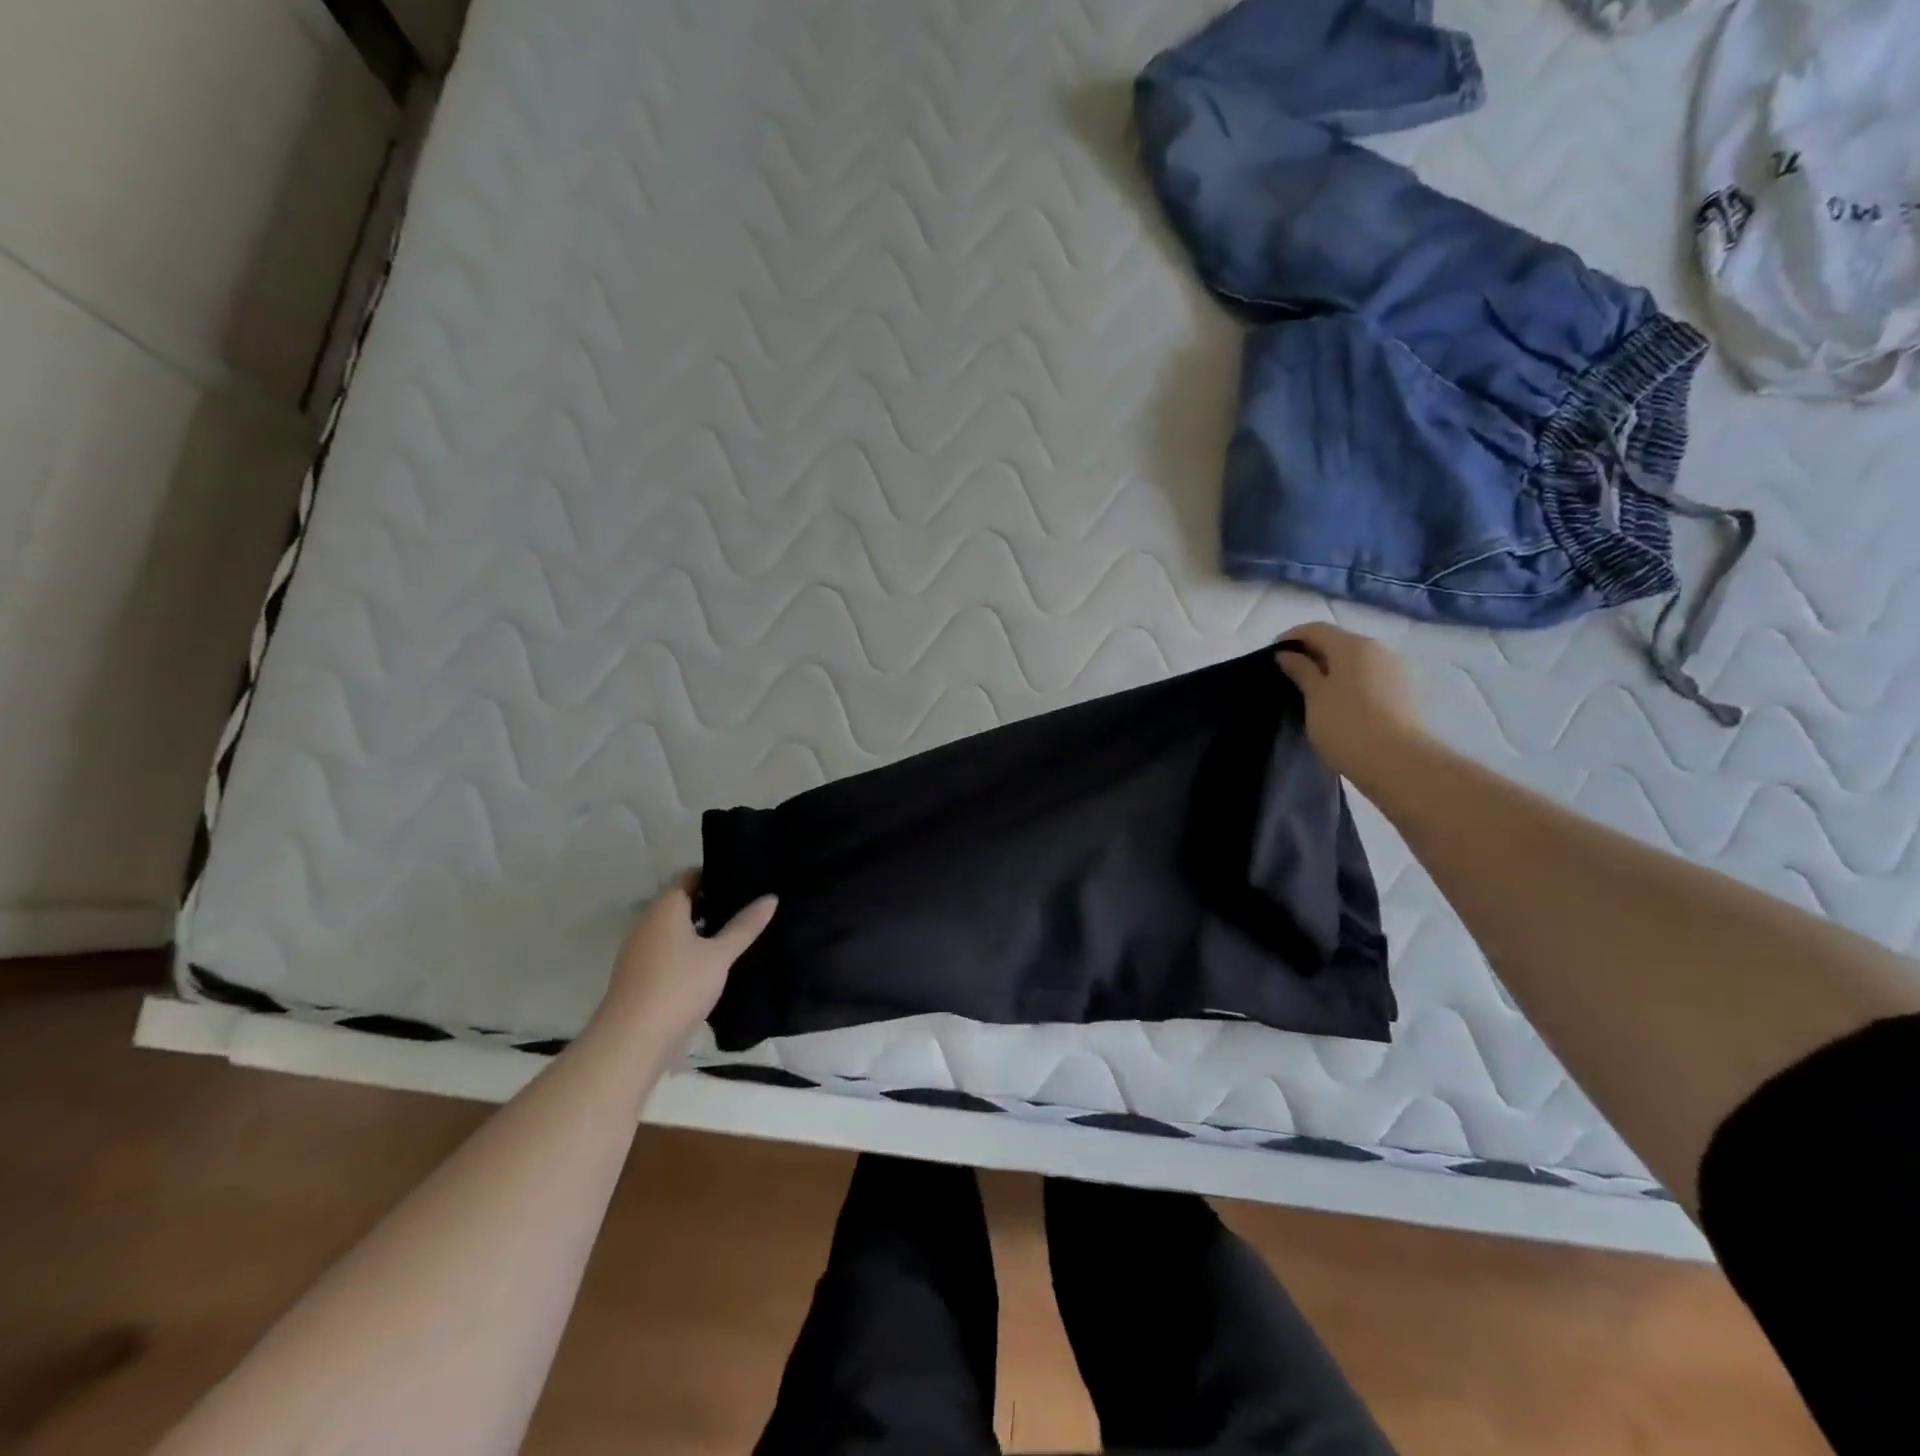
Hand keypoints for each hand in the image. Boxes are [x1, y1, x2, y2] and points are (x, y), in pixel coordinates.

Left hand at [598, 873, 776, 1044]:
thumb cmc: (679, 986)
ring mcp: (640, 951)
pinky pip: (669, 951)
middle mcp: (648, 923)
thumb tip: (771, 897)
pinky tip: (714, 965)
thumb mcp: (720, 955)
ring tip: (737, 934)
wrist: (632, 1041)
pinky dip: (689, 951)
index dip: (716, 875)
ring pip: (675, 929)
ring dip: (701, 930)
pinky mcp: (640, 976)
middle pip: (683, 902)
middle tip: (749, 906)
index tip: (745, 879)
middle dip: (713, 904)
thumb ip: (745, 926)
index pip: (690, 876)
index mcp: (665, 908)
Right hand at [1275, 623, 1428, 787]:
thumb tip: (1287, 654)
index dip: (1291, 637)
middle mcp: (1377, 649)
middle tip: (1289, 675)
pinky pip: (1367, 677)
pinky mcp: (1402, 692)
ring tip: (1310, 691)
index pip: (1316, 629)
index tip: (1272, 655)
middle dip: (1312, 653)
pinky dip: (1348, 682)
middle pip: (1338, 642)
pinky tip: (1336, 703)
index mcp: (1352, 645)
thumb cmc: (1346, 725)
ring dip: (1331, 668)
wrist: (1398, 762)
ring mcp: (1393, 670)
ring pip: (1354, 660)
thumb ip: (1301, 671)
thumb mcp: (1314, 697)